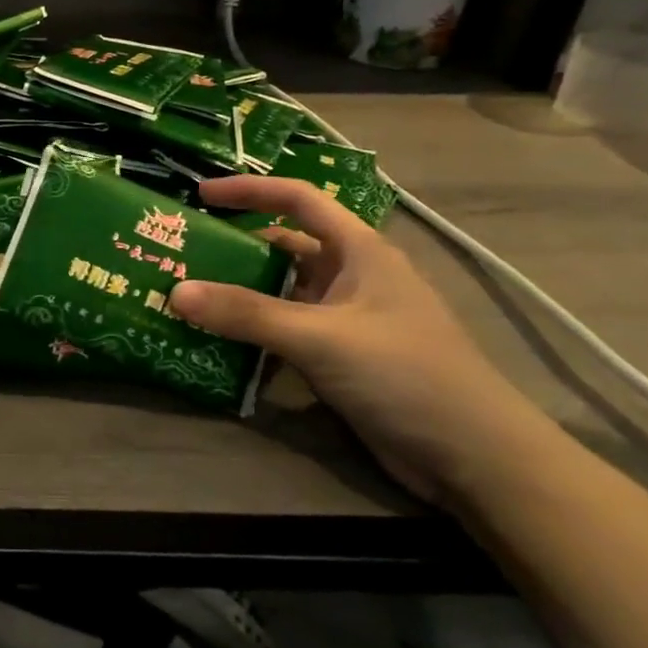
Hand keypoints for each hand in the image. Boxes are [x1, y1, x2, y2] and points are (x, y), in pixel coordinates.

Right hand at [169, 176, 554, 503]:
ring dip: (239, 293)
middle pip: (283, 247)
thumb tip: (175, 291)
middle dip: (234, 247)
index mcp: (359, 251)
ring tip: (187, 296)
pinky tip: (216, 341)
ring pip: (281, 291)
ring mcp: (345, 318)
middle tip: (181, 255)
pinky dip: (252, 330)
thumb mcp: (321, 338)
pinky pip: (285, 330)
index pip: (298, 200)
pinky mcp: (339, 356)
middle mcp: (351, 276)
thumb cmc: (404, 374)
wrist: (473, 456)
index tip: (200, 196)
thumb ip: (247, 314)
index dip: (250, 191)